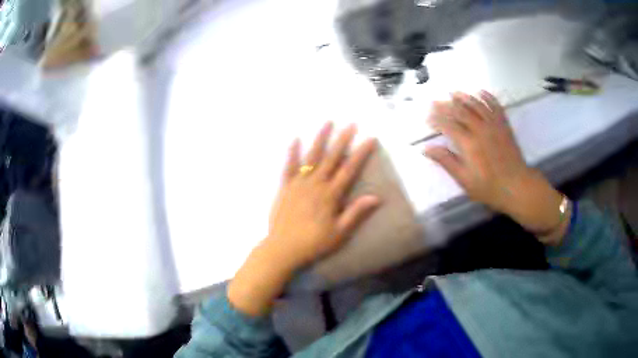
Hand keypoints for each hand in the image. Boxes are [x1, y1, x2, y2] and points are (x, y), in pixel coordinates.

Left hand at [229, 123, 379, 315]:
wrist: (283, 249)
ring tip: (327, 123)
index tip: (370, 138)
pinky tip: (295, 139)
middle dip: (343, 139)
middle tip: (351, 124)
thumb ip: (356, 213)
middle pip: (332, 158)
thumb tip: (376, 197)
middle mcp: (316, 184)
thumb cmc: (314, 243)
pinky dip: (292, 152)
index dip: (360, 153)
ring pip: (312, 157)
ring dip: (320, 139)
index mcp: (330, 195)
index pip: (349, 169)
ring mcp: (298, 183)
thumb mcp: (340, 232)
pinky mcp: (285, 187)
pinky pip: (288, 166)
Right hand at [424, 91, 568, 242]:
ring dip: (464, 97)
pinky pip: (495, 106)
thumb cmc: (489, 187)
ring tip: (454, 93)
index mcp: (469, 144)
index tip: (427, 119)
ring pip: (476, 104)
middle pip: (460, 111)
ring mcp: (494, 125)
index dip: (436, 120)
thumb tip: (427, 149)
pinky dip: (488, 97)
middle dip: (446, 105)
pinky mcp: (504, 125)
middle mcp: (480, 129)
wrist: (517, 186)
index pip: (448, 125)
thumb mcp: (464, 180)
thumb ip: (447, 161)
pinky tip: (481, 92)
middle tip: (435, 102)